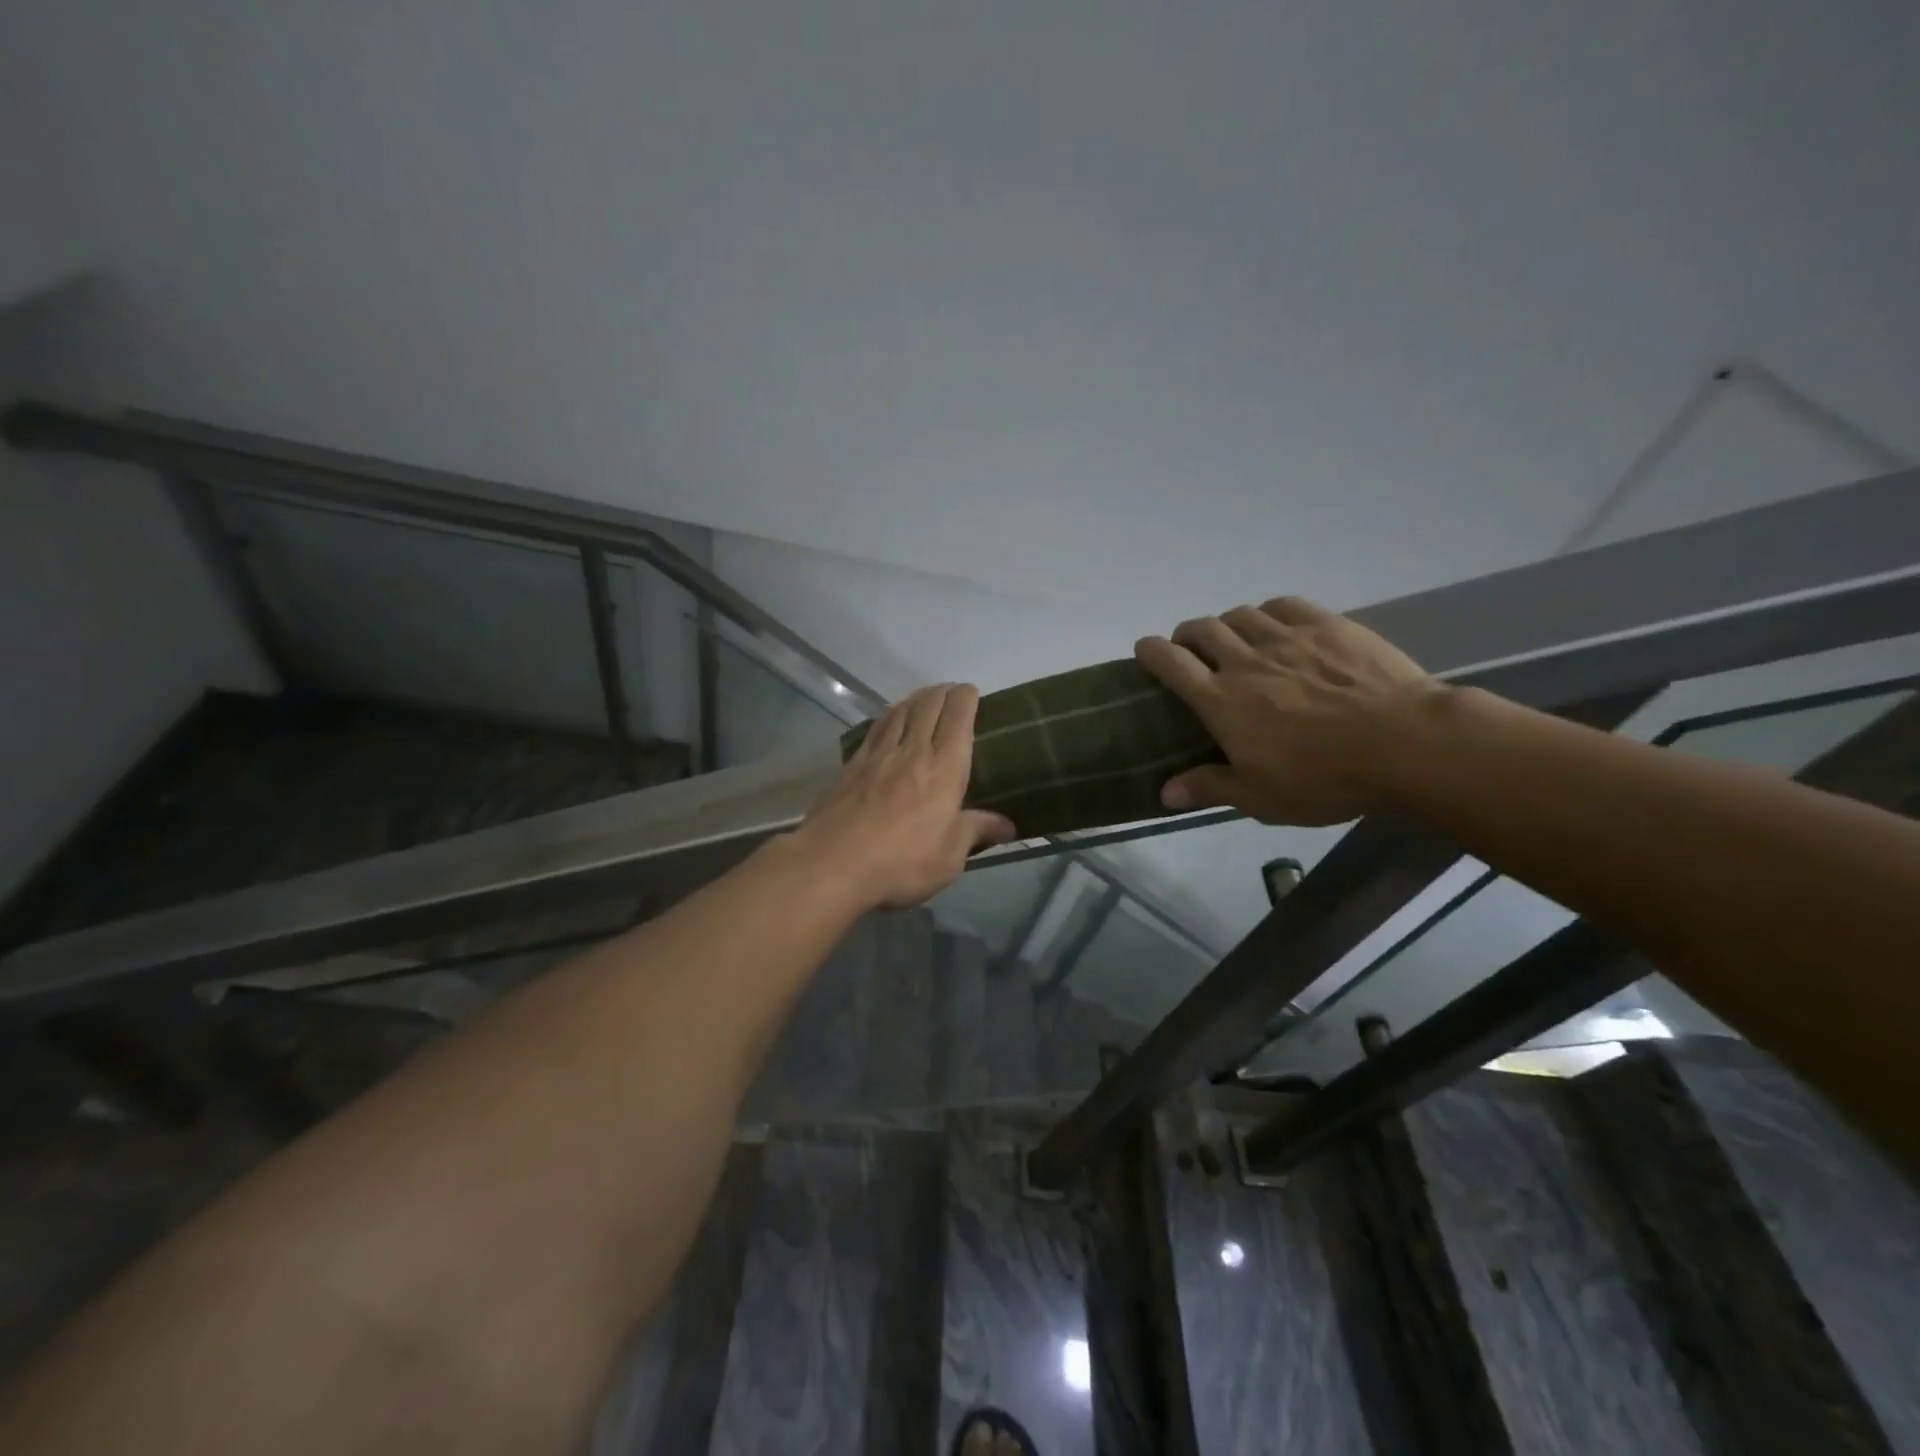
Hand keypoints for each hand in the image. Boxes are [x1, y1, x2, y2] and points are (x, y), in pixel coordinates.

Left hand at [792, 684, 1016, 909]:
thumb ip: (976, 832)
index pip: (958, 717)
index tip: (971, 692)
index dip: (966, 698)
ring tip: (924, 699)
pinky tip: (889, 720)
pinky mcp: (852, 765)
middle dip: (942, 692)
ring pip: (900, 711)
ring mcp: (878, 755)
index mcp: (944, 768)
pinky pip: (876, 728)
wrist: (833, 863)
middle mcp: (913, 751)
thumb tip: (1007, 825)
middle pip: (928, 706)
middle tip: (951, 693)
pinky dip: (889, 716)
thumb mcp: (949, 857)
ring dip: (916, 699)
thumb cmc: (901, 862)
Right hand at [1136, 597, 1437, 824]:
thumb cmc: (1324, 778)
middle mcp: (1244, 660)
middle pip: (1201, 630)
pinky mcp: (1327, 625)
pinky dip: (1268, 612)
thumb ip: (1209, 787)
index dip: (1150, 651)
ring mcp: (1287, 638)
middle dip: (1186, 635)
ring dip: (1226, 623)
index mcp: (1220, 701)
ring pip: (1239, 614)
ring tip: (1233, 638)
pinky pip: (1283, 605)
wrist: (1404, 744)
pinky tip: (1275, 624)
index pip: (1170, 662)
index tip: (1144, 650)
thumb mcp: (1260, 798)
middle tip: (1190, 650)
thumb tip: (1164, 793)